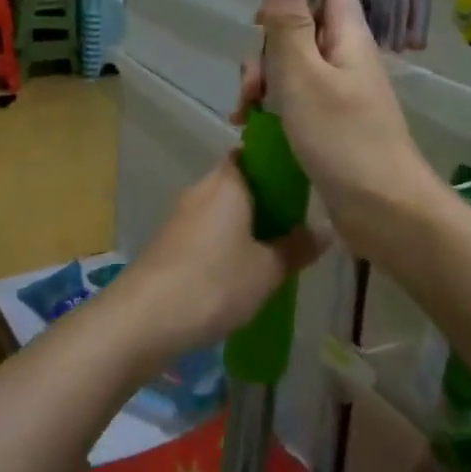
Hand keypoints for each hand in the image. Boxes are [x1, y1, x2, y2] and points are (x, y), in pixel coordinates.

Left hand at [107, 158, 321, 368]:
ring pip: (220, 209)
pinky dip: (223, 241)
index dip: (274, 163)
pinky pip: (205, 230)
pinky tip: (240, 269)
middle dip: (264, 199)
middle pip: (237, 182)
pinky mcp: (168, 242)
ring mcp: (179, 216)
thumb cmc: (214, 283)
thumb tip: (326, 229)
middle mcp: (200, 190)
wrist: (145, 318)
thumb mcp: (267, 270)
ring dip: (244, 223)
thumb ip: (297, 248)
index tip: (299, 182)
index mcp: (227, 182)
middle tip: (295, 223)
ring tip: (274, 249)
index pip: (251, 153)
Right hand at [234, 0, 440, 268]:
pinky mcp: (332, 126)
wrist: (383, 211)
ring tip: (244, 116)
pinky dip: (273, 110)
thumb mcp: (303, 75)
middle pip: (301, 32)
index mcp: (348, 38)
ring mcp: (341, 94)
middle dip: (267, 53)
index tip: (262, 26)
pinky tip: (250, 130)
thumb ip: (288, 22)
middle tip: (252, 87)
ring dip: (263, 85)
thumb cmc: (341, 139)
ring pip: (294, 70)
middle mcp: (347, 60)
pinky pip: (297, 102)